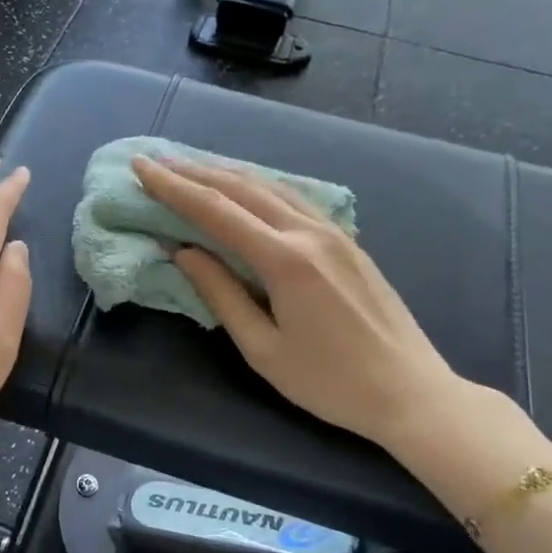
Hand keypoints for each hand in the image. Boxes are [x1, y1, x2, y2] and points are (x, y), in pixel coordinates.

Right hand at [133, 156, 459, 447]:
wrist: (410, 392)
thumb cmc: (329, 382)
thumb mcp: (263, 349)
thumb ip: (221, 295)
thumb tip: (184, 253)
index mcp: (285, 261)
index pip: (216, 211)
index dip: (174, 188)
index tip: (141, 167)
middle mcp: (309, 233)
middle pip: (242, 188)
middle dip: (195, 172)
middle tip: (156, 161)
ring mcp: (334, 233)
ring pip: (271, 186)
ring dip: (227, 173)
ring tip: (192, 166)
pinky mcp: (348, 241)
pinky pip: (294, 198)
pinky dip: (259, 186)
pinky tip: (246, 187)